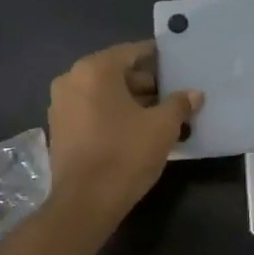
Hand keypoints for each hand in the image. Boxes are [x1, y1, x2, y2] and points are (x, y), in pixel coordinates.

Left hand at [47, 41, 200, 223]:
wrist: (85, 202)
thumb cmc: (125, 154)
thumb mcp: (162, 127)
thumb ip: (179, 104)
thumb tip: (194, 94)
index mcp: (95, 69)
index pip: (133, 52)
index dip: (158, 58)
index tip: (177, 65)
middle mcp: (72, 79)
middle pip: (116, 71)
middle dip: (146, 82)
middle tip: (173, 94)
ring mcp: (61, 104)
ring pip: (103, 92)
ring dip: (130, 99)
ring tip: (160, 114)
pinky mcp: (59, 128)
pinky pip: (92, 110)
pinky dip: (113, 113)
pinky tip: (136, 129)